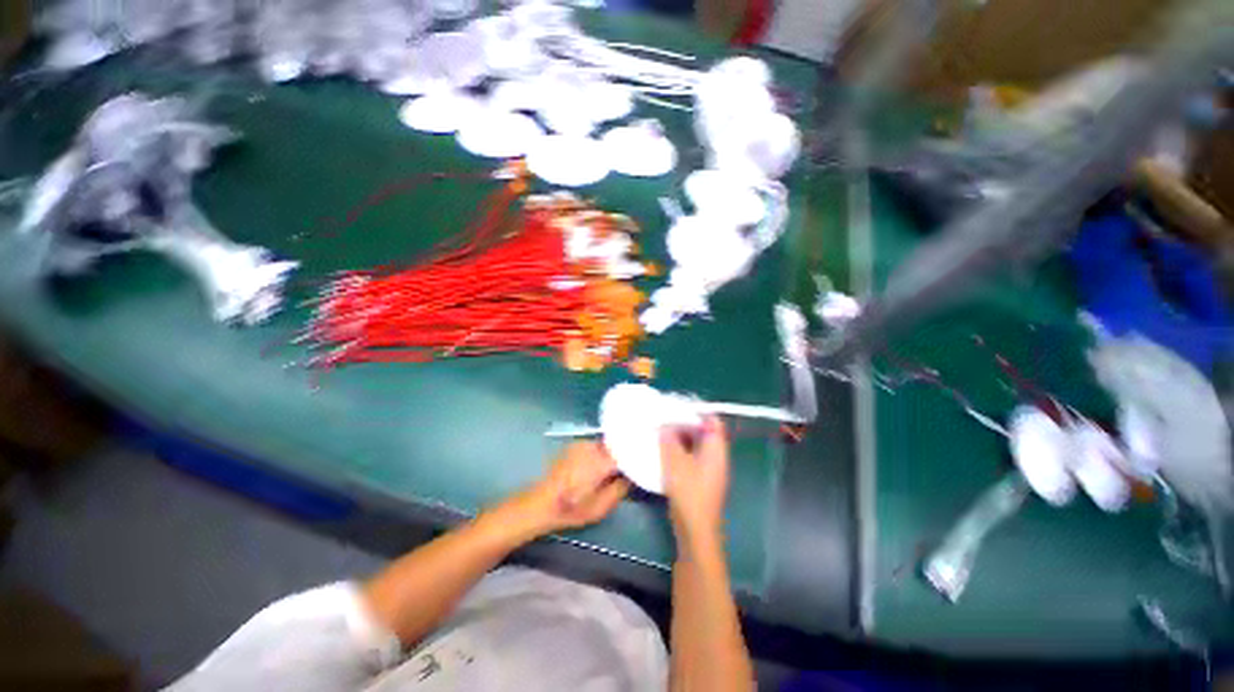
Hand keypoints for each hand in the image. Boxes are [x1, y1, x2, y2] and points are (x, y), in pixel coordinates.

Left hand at [500, 441, 629, 538]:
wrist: (541, 502)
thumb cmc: (572, 508)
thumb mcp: (601, 507)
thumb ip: (621, 488)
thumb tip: (633, 475)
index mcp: (601, 460)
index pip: (627, 451)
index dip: (637, 454)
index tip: (646, 458)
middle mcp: (593, 446)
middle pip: (617, 445)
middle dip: (626, 452)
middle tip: (634, 463)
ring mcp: (582, 443)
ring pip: (606, 444)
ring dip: (613, 452)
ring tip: (618, 464)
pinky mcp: (575, 445)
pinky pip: (595, 445)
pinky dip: (602, 451)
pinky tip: (601, 463)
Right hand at [661, 415, 730, 542]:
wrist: (696, 530)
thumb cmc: (689, 492)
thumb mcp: (675, 461)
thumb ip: (669, 439)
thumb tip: (665, 426)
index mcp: (716, 449)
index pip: (712, 421)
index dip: (696, 411)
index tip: (677, 407)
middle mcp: (717, 457)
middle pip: (704, 432)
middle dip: (685, 424)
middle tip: (666, 420)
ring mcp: (710, 469)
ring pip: (697, 445)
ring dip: (682, 438)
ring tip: (663, 433)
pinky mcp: (702, 480)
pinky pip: (692, 457)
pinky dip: (681, 451)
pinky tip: (666, 453)